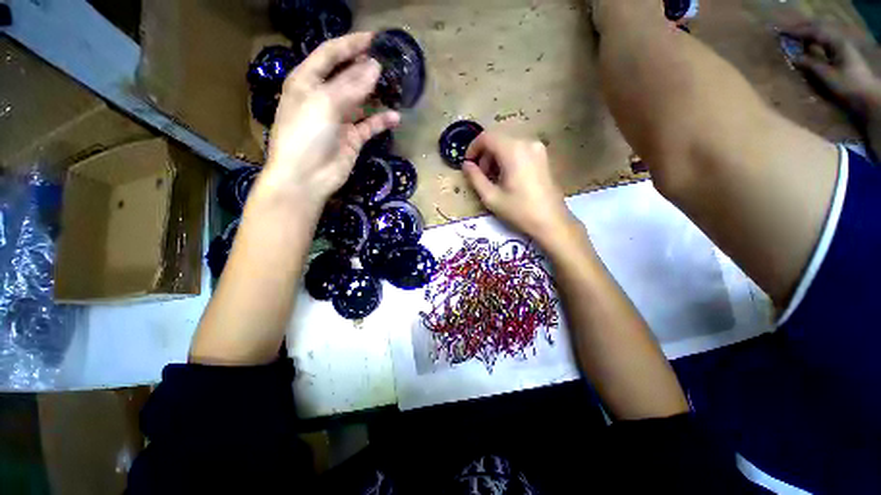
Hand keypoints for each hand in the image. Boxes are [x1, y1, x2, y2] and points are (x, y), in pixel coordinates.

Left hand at [259, 33, 400, 212]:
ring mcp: (339, 119)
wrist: (307, 177)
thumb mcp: (325, 103)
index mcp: (307, 81)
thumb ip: (351, 85)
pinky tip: (395, 117)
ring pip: (360, 101)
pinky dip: (381, 121)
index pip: (330, 55)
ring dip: (375, 94)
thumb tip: (375, 67)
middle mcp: (323, 97)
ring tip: (394, 86)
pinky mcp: (352, 138)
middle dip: (365, 68)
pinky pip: (369, 126)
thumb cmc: (306, 134)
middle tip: (388, 60)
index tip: (373, 38)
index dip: (350, 44)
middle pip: (346, 76)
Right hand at [463, 132, 577, 246]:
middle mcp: (527, 142)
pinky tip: (507, 177)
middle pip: (498, 139)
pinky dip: (508, 159)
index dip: (473, 148)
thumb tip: (466, 165)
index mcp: (513, 150)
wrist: (551, 221)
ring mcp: (537, 148)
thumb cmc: (519, 210)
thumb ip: (475, 178)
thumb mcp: (491, 197)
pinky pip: (519, 150)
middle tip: (480, 175)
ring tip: (493, 179)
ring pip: (508, 144)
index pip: (486, 137)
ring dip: (496, 158)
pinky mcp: (543, 156)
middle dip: (484, 155)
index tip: (467, 164)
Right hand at [782, 23, 880, 123]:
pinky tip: (806, 47)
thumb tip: (793, 57)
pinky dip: (813, 43)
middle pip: (818, 30)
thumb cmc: (847, 86)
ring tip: (793, 38)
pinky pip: (824, 44)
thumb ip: (810, 64)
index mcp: (836, 43)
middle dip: (802, 30)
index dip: (797, 31)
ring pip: (821, 36)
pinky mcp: (841, 56)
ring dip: (807, 35)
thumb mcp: (827, 76)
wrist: (867, 97)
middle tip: (786, 33)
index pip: (813, 32)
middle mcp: (839, 41)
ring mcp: (841, 48)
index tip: (782, 33)